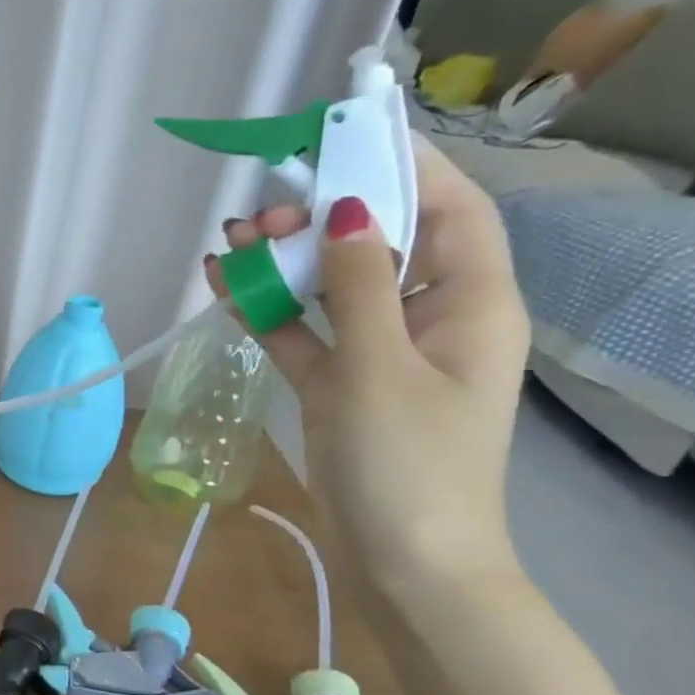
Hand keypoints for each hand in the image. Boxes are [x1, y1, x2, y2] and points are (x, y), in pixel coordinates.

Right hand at [207, 136, 529, 598]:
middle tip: (265, 208)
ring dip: (285, 260)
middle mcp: (429, 318)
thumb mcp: (380, 367)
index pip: (451, 208)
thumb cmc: (409, 465)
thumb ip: (362, 284)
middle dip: (324, 215)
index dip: (407, 162)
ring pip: (333, 285)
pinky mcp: (339, 384)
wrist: (404, 565)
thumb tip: (348, 206)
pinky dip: (267, 308)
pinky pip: (303, 331)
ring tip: (231, 237)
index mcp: (470, 304)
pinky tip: (224, 284)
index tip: (349, 129)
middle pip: (382, 241)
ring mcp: (378, 353)